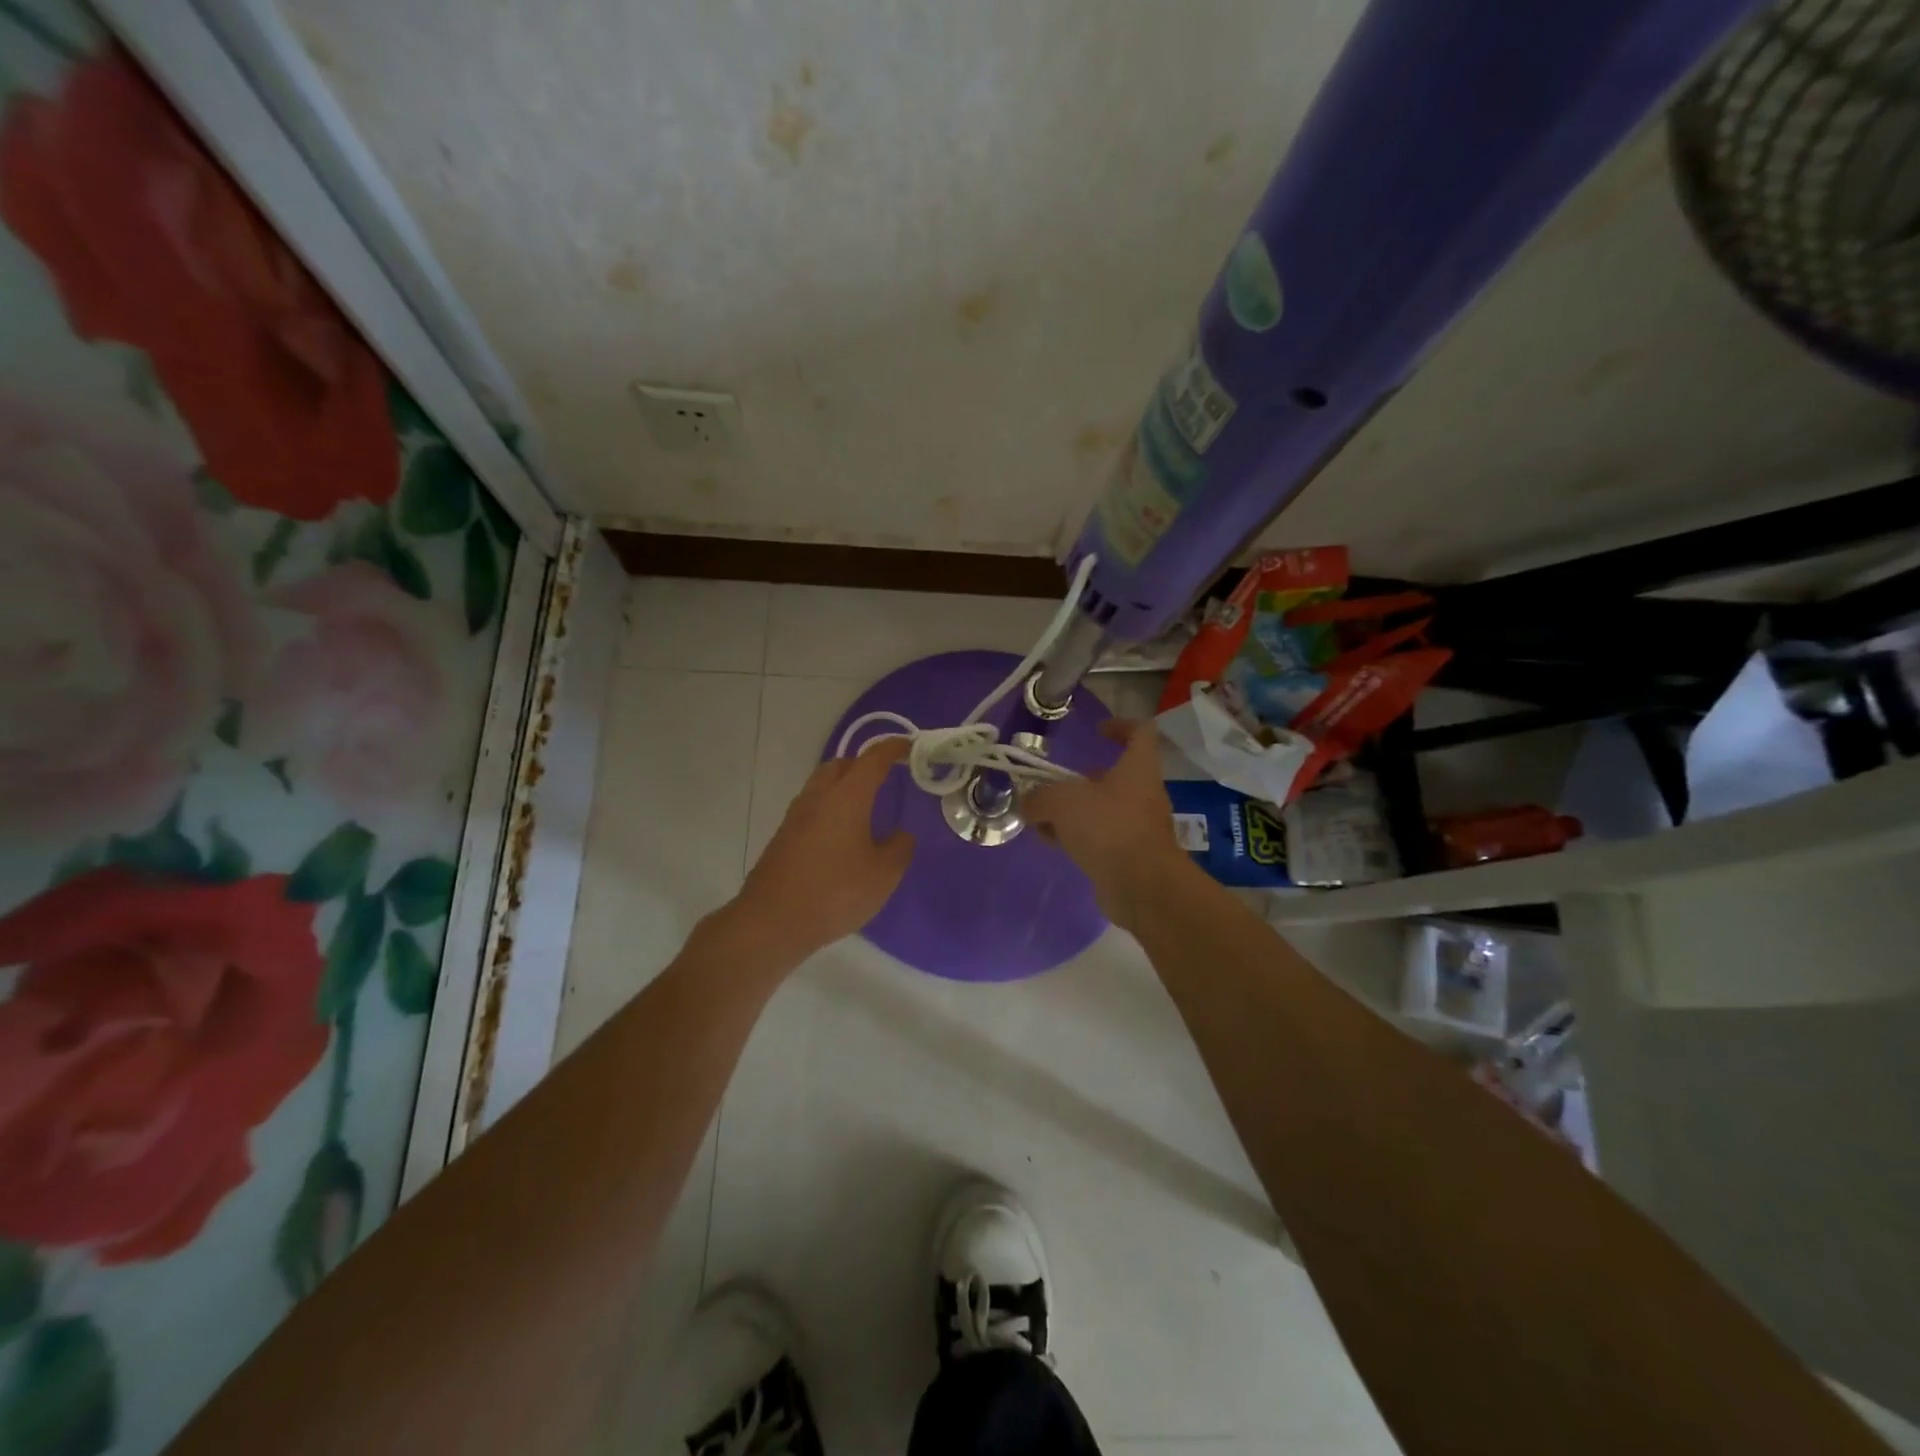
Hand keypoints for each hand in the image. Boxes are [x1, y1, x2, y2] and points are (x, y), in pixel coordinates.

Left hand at [728, 738, 916, 962]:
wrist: (772, 921)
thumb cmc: (835, 892)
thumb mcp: (883, 875)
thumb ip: (899, 849)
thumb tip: (901, 835)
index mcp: (847, 797)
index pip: (873, 759)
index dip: (892, 748)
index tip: (908, 747)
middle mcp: (818, 797)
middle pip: (841, 764)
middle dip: (864, 764)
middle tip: (885, 777)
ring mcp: (796, 816)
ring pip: (822, 784)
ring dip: (843, 785)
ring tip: (864, 805)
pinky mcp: (784, 836)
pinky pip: (812, 807)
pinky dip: (830, 806)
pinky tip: (841, 833)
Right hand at [1022, 720, 1189, 929]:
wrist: (1143, 888)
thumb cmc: (1109, 828)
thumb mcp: (1063, 802)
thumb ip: (1039, 797)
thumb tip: (1027, 803)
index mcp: (1137, 769)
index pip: (1141, 732)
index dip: (1120, 725)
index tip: (1095, 731)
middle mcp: (1142, 794)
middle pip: (1112, 776)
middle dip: (1079, 780)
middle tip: (1050, 786)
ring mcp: (1137, 827)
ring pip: (1101, 810)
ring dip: (1072, 813)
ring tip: (1041, 820)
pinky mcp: (1129, 856)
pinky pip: (1099, 838)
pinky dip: (1077, 838)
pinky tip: (1052, 844)